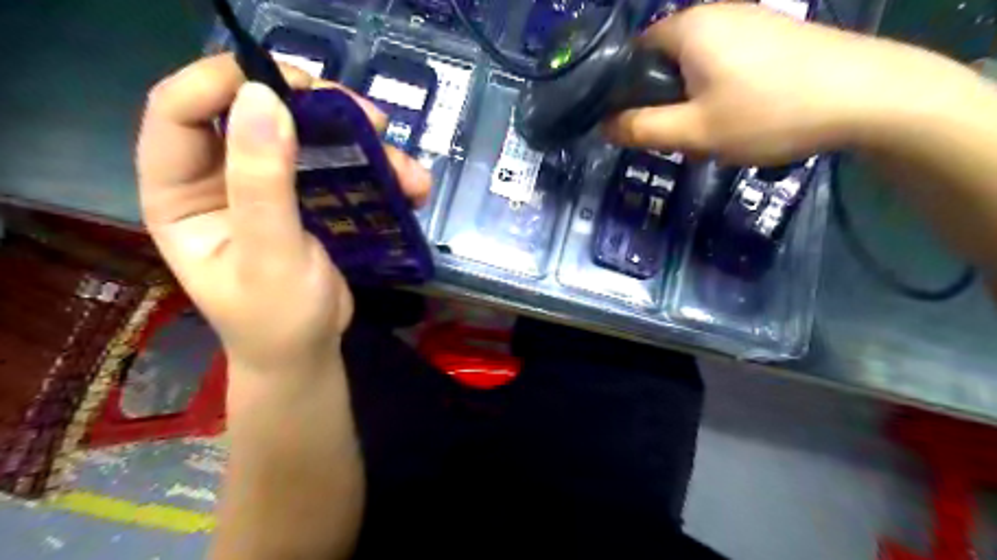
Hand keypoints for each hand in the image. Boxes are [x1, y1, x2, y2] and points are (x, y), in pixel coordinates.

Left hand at [134, 54, 430, 377]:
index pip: (181, 110)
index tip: (292, 83)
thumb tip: (262, 97)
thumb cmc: (278, 318)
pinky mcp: (308, 197)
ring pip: (308, 135)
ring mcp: (268, 184)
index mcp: (181, 191)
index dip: (227, 81)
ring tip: (405, 168)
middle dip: (316, 107)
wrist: (309, 351)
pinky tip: (410, 189)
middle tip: (367, 117)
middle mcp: (220, 177)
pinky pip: (340, 166)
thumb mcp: (270, 256)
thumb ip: (261, 183)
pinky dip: (379, 171)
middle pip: (256, 111)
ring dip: (362, 142)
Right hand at [603, 3, 930, 163]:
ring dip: (691, 101)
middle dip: (662, 101)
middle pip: (664, 60)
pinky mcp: (771, 34)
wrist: (866, 97)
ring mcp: (748, 19)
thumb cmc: (766, 113)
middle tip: (676, 137)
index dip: (624, 91)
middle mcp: (714, 11)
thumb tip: (603, 127)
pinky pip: (724, 63)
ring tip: (709, 133)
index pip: (632, 53)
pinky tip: (738, 117)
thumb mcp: (692, 132)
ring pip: (694, 66)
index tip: (632, 125)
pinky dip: (718, 92)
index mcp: (688, 27)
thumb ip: (641, 129)